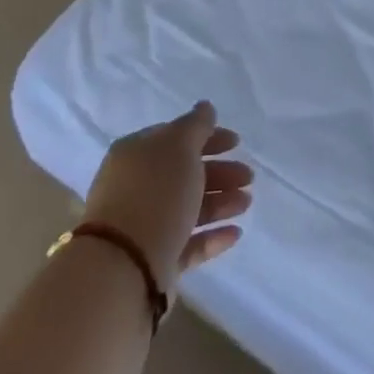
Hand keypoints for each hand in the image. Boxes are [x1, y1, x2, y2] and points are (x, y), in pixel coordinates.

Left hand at [82, 101, 251, 293]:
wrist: (124, 266)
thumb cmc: (155, 194)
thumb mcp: (179, 147)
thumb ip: (196, 126)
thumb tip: (205, 107)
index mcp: (136, 154)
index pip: (175, 138)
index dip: (208, 137)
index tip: (237, 143)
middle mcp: (136, 187)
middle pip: (184, 174)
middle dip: (219, 173)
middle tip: (248, 177)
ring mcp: (144, 225)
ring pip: (188, 207)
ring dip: (220, 202)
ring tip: (246, 203)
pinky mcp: (154, 260)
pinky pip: (188, 242)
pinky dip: (212, 235)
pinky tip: (235, 233)